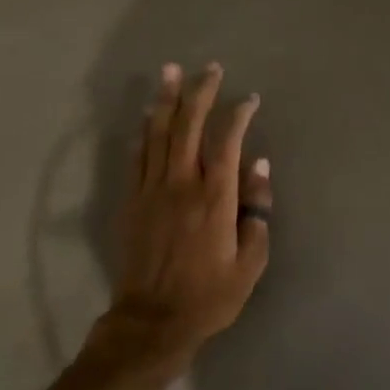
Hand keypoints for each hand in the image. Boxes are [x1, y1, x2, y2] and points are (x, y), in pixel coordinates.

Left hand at [106, 62, 272, 359]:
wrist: (153, 321)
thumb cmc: (210, 295)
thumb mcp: (250, 262)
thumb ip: (257, 211)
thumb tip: (258, 167)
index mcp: (216, 198)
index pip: (228, 142)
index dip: (238, 115)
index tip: (249, 99)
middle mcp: (182, 184)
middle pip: (188, 126)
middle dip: (199, 93)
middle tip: (209, 68)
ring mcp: (152, 190)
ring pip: (158, 134)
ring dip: (165, 100)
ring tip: (170, 72)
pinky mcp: (131, 202)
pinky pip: (137, 157)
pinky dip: (143, 132)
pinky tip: (147, 115)